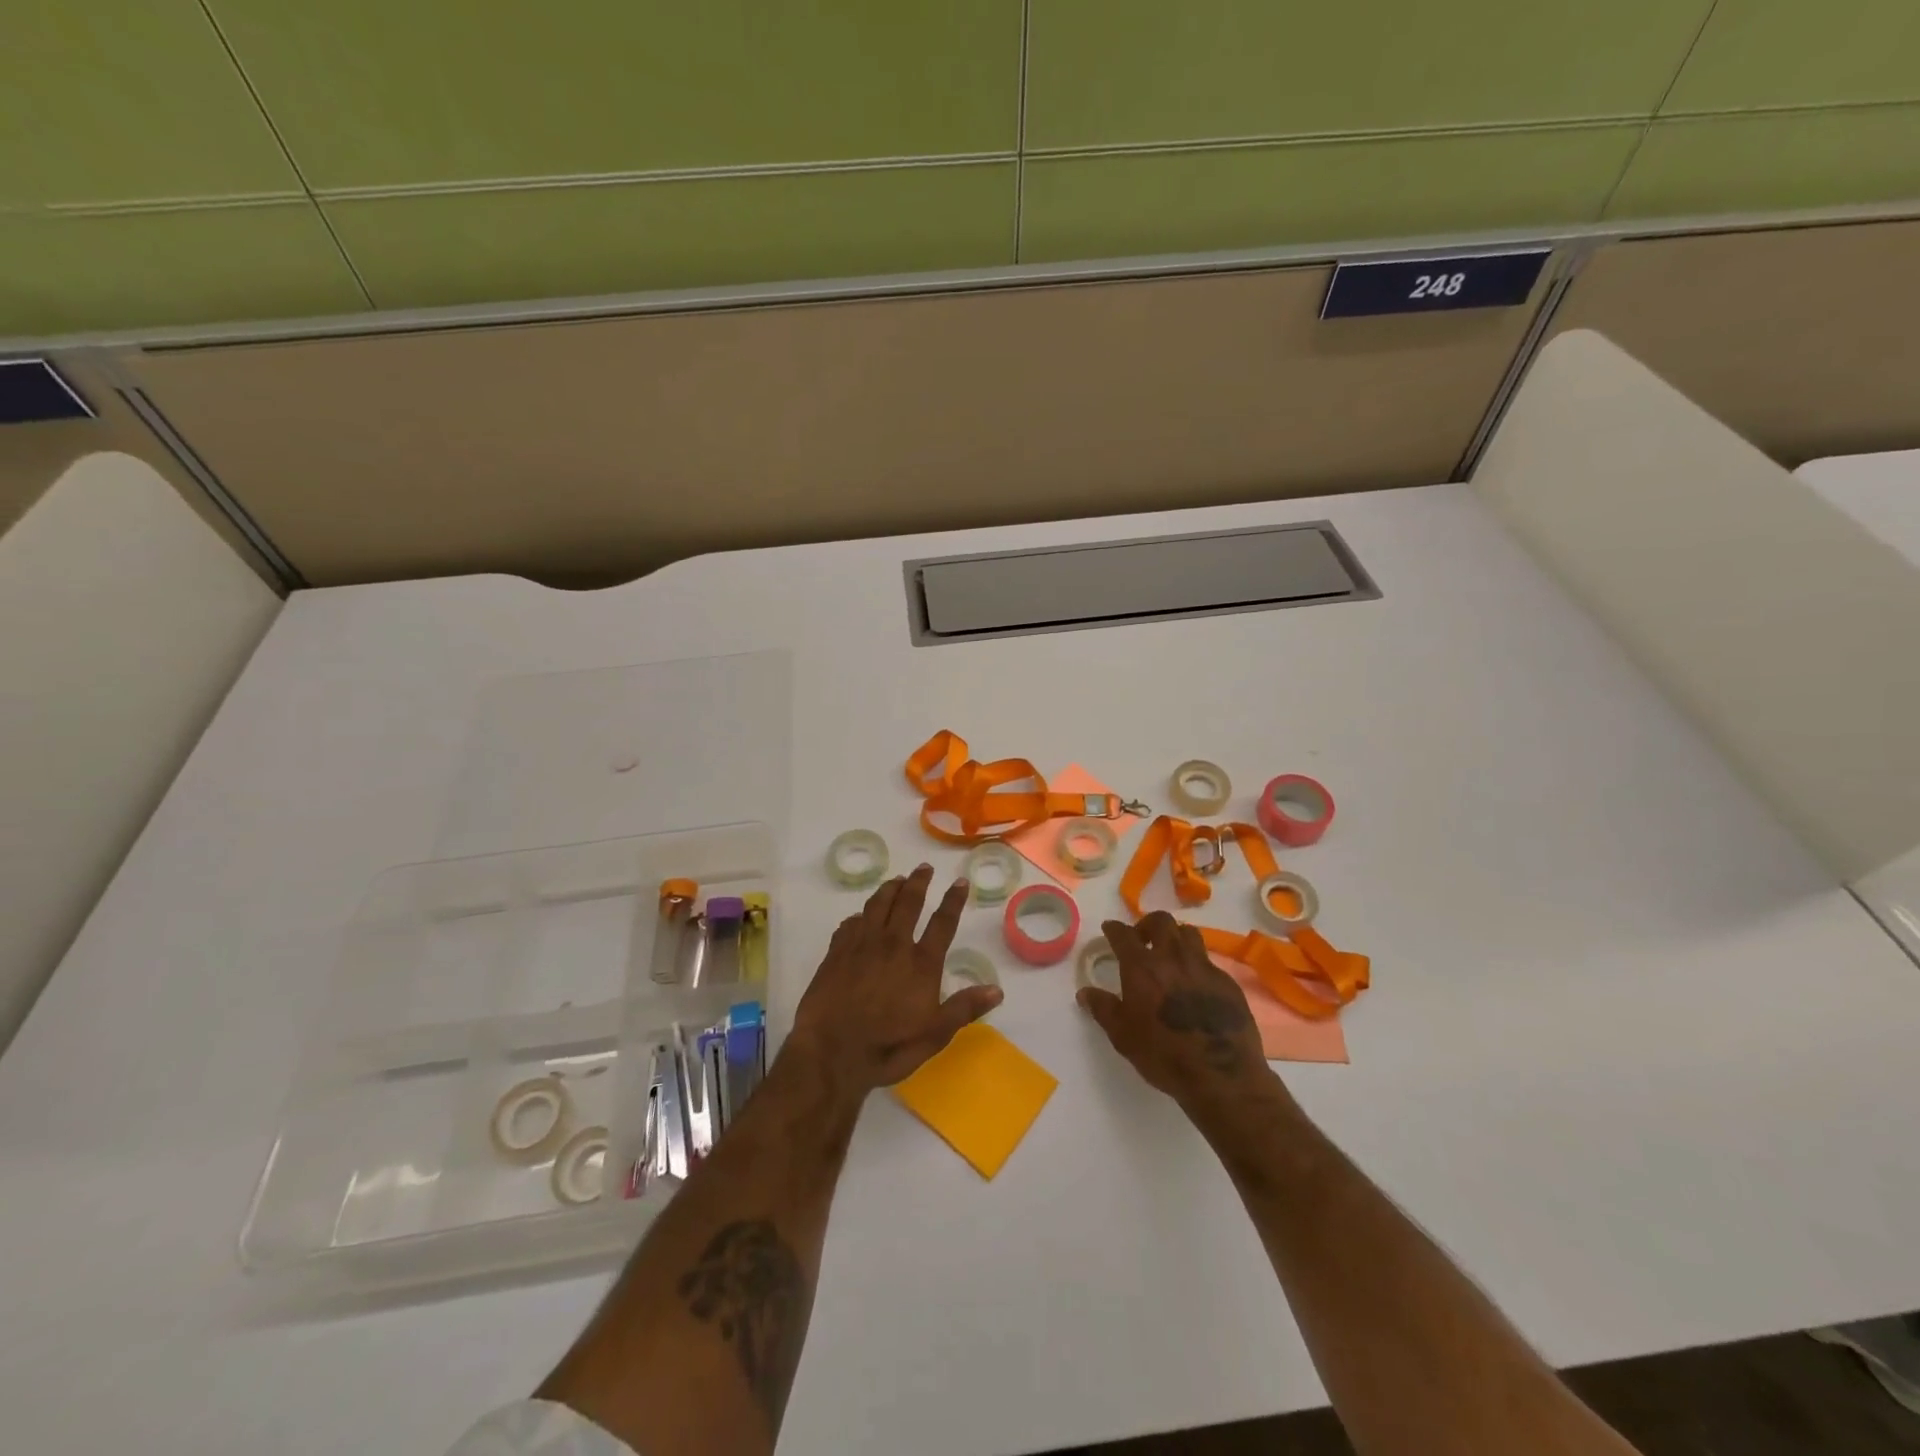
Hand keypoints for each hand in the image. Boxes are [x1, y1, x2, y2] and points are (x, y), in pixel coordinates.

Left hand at [788, 864, 1001, 1096]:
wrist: (830, 1051)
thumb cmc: (887, 1046)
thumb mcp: (934, 1035)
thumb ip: (964, 1009)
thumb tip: (997, 990)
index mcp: (921, 963)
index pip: (943, 923)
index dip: (953, 900)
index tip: (960, 882)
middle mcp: (893, 945)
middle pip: (908, 903)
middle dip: (918, 882)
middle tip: (924, 867)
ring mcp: (861, 945)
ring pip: (877, 905)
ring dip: (889, 889)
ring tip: (896, 880)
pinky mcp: (836, 952)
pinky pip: (850, 923)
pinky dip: (860, 915)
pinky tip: (860, 916)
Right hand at [1077, 911, 1271, 1108]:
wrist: (1221, 1075)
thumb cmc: (1163, 1055)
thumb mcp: (1122, 1036)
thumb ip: (1103, 1009)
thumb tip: (1084, 992)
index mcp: (1142, 967)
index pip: (1123, 934)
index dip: (1114, 929)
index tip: (1109, 929)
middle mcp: (1172, 957)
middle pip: (1161, 921)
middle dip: (1147, 924)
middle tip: (1142, 940)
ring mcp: (1203, 967)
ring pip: (1188, 934)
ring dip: (1175, 937)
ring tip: (1170, 955)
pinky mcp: (1227, 982)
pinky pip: (1208, 961)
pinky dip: (1196, 964)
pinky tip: (1195, 985)